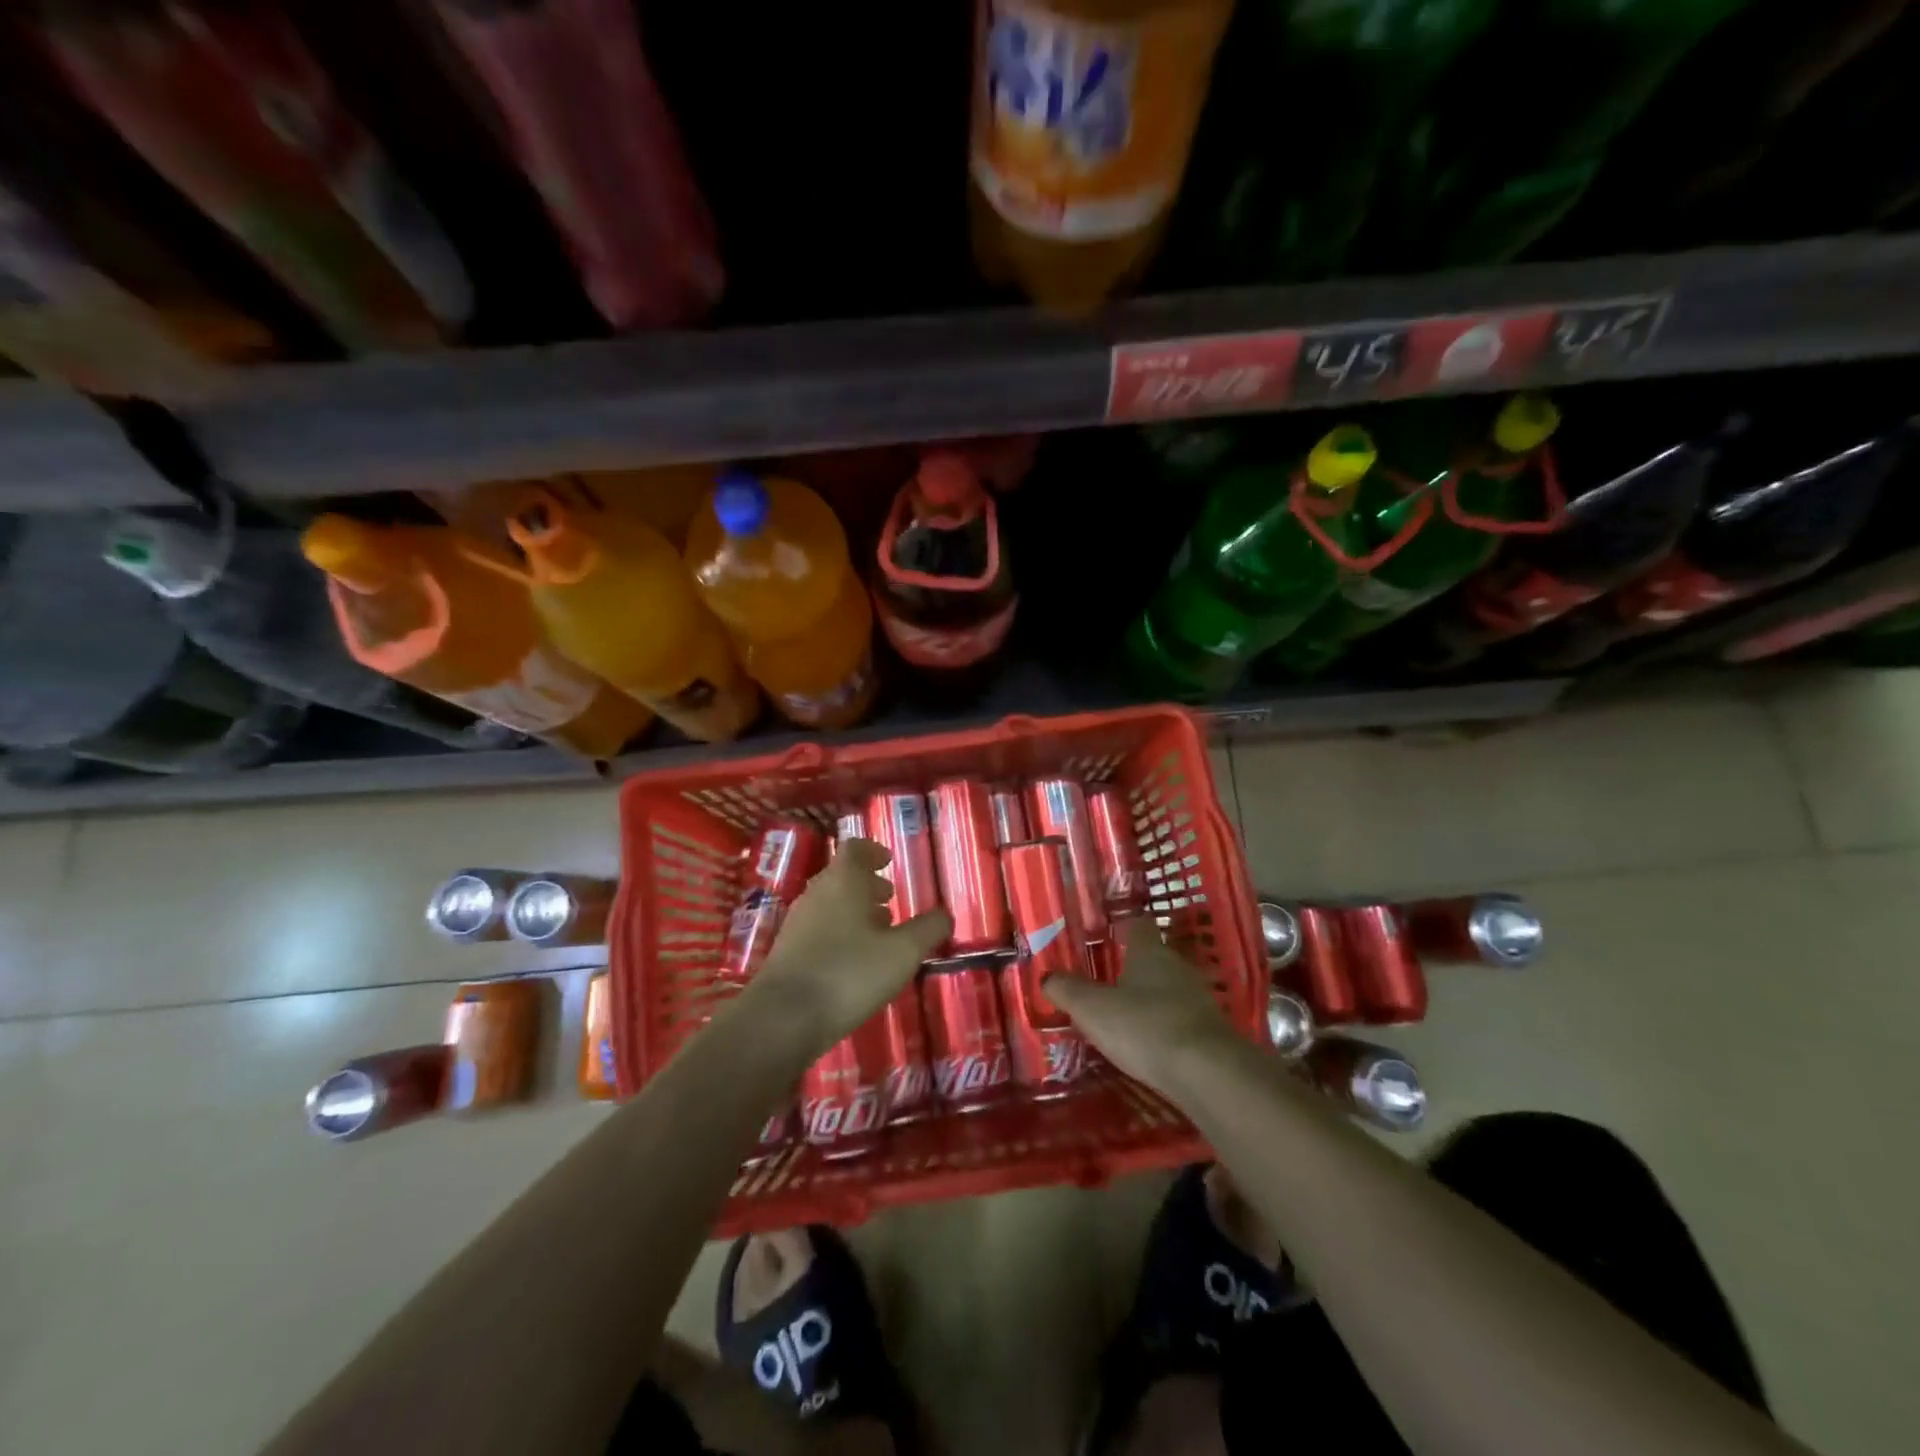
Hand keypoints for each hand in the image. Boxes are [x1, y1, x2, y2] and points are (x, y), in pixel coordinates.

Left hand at [741, 838, 950, 1057]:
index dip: (873, 851)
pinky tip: (854, 960)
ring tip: (879, 930)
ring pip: (829, 903)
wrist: (783, 1018)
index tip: (888, 861)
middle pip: (841, 876)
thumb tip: (945, 914)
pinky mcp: (787, 951)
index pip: (855, 848)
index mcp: (842, 881)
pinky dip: (839, 932)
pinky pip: (818, 928)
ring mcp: (797, 922)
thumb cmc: (849, 973)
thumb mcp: (902, 953)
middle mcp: (816, 893)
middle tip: (890, 898)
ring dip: (854, 910)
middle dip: (867, 884)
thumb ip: (927, 930)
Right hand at [1044, 917, 1242, 1094]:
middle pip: (1155, 957)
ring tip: (1128, 1015)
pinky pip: (1183, 1018)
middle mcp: (1177, 966)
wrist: (1207, 1072)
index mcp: (1149, 951)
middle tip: (1109, 980)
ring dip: (1153, 998)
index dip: (1123, 926)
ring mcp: (1200, 998)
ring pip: (1170, 989)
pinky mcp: (1212, 1030)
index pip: (1138, 925)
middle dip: (1135, 967)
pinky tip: (1153, 1044)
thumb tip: (1046, 977)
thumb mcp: (1092, 1009)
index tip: (1108, 932)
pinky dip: (1167, 1026)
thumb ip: (1067, 990)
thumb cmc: (1144, 1026)